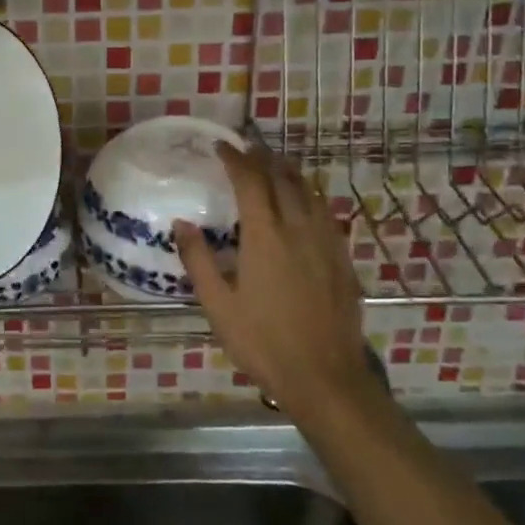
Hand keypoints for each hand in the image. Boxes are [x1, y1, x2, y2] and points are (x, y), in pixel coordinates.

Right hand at [174, 144, 374, 406]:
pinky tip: (306, 202)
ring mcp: (325, 243)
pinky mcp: (342, 259)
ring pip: (309, 192)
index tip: (222, 146)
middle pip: (283, 179)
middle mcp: (298, 229)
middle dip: (263, 158)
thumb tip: (181, 223)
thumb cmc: (264, 342)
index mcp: (265, 237)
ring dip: (289, 172)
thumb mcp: (218, 306)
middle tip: (247, 149)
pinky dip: (311, 195)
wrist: (326, 378)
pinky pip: (326, 213)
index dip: (236, 159)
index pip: (250, 182)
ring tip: (275, 164)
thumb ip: (198, 260)